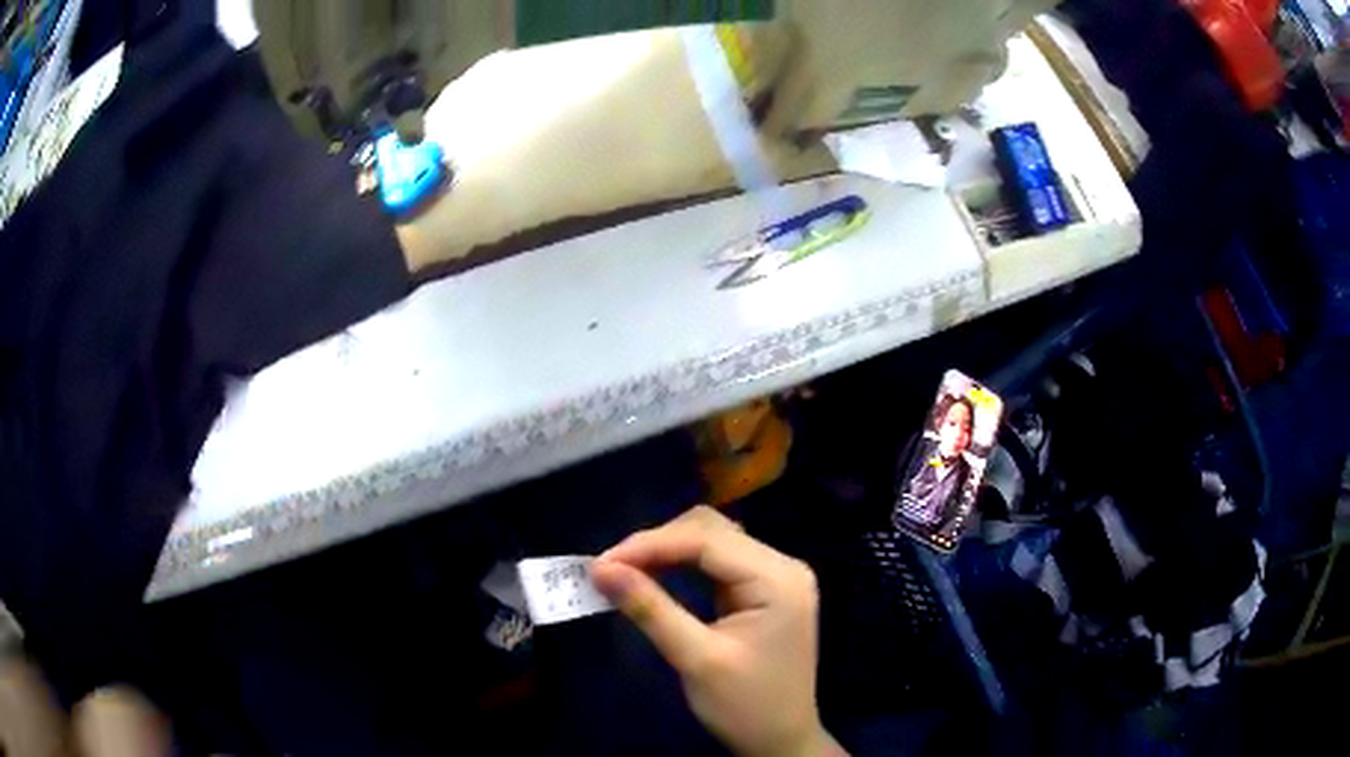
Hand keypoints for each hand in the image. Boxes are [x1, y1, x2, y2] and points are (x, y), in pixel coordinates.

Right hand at [591, 506, 845, 756]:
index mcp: (778, 578)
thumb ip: (650, 609)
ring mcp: (775, 578)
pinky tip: (655, 575)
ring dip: (667, 551)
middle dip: (658, 544)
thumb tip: (599, 569)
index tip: (601, 563)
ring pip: (713, 542)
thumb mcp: (696, 659)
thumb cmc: (745, 706)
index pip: (708, 540)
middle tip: (611, 569)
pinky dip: (682, 566)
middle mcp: (783, 566)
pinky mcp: (763, 591)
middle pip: (712, 532)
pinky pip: (717, 563)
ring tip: (625, 570)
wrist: (780, 741)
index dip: (650, 544)